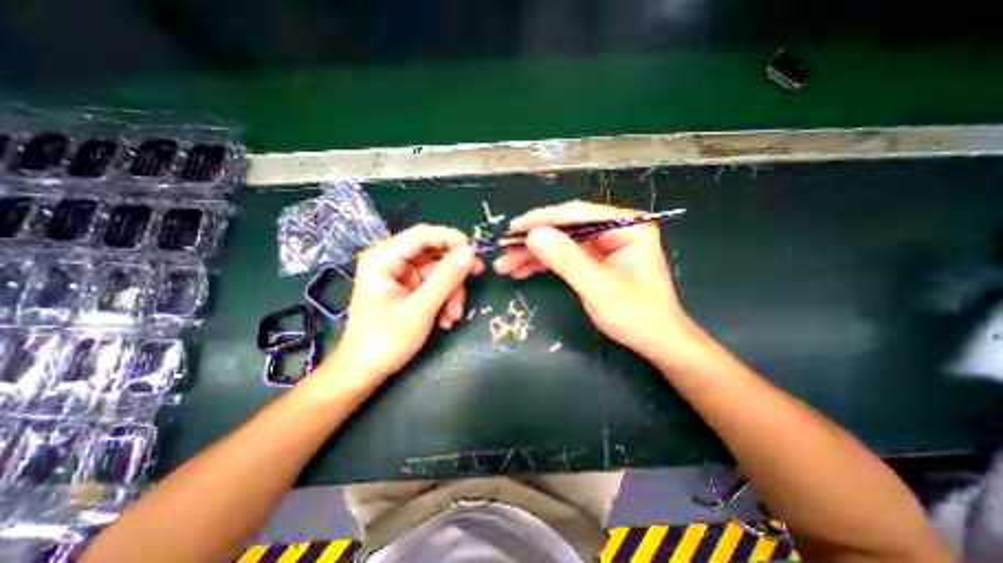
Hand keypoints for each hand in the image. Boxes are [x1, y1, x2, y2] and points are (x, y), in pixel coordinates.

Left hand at [317, 224, 480, 383]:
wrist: (366, 371)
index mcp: (383, 258)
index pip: (422, 234)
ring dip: (452, 292)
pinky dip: (445, 300)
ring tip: (454, 316)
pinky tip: (446, 320)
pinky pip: (436, 285)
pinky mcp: (410, 289)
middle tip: (477, 276)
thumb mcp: (421, 309)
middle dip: (454, 271)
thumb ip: (446, 278)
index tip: (475, 253)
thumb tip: (470, 252)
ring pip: (439, 271)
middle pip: (433, 252)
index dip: (451, 239)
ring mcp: (402, 276)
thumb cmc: (386, 340)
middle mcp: (392, 261)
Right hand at [493, 203, 699, 358]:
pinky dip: (543, 265)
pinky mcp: (594, 261)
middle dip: (534, 240)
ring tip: (506, 265)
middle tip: (504, 248)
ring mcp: (603, 246)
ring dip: (533, 254)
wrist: (656, 343)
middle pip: (566, 228)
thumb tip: (534, 235)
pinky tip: (521, 271)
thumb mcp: (600, 289)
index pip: (578, 214)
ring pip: (561, 243)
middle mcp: (614, 231)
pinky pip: (564, 258)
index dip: (543, 220)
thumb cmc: (638, 317)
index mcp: (627, 227)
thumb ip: (567, 260)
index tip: (514, 228)